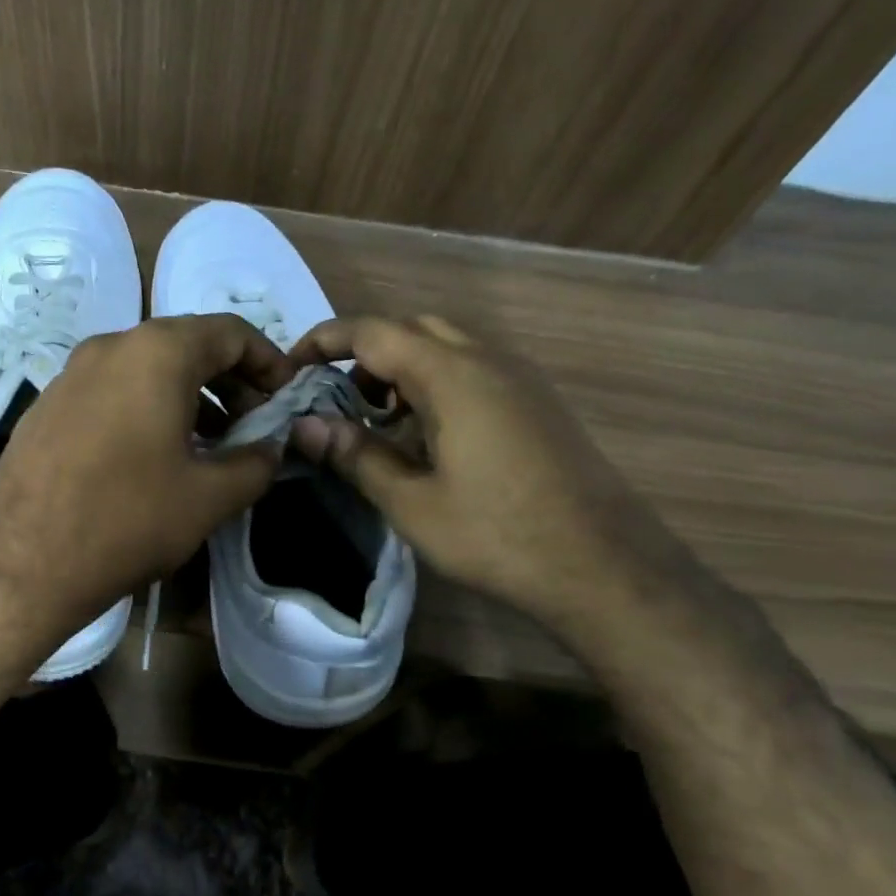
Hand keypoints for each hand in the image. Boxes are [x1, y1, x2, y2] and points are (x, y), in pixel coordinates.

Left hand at [0, 314, 292, 634]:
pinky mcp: (45, 407)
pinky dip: (145, 409)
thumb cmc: (129, 520)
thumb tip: (271, 449)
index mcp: (156, 353)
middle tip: (251, 425)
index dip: (268, 361)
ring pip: (145, 370)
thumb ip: (256, 463)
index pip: (230, 332)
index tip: (285, 398)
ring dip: (188, 398)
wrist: (25, 565)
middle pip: (186, 346)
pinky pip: (110, 392)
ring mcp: (69, 375)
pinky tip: (152, 457)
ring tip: (209, 445)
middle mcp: (109, 347)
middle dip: (229, 381)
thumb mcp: (210, 496)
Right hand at [286, 315, 671, 628]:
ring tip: (377, 420)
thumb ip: (356, 455)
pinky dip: (436, 384)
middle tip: (337, 398)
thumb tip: (306, 426)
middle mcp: (488, 361)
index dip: (326, 341)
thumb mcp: (412, 503)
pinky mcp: (538, 404)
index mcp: (452, 375)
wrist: (603, 567)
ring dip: (402, 369)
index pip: (374, 332)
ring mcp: (520, 380)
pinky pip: (475, 371)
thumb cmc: (497, 535)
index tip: (291, 367)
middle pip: (413, 329)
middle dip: (365, 352)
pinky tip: (428, 437)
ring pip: (447, 347)